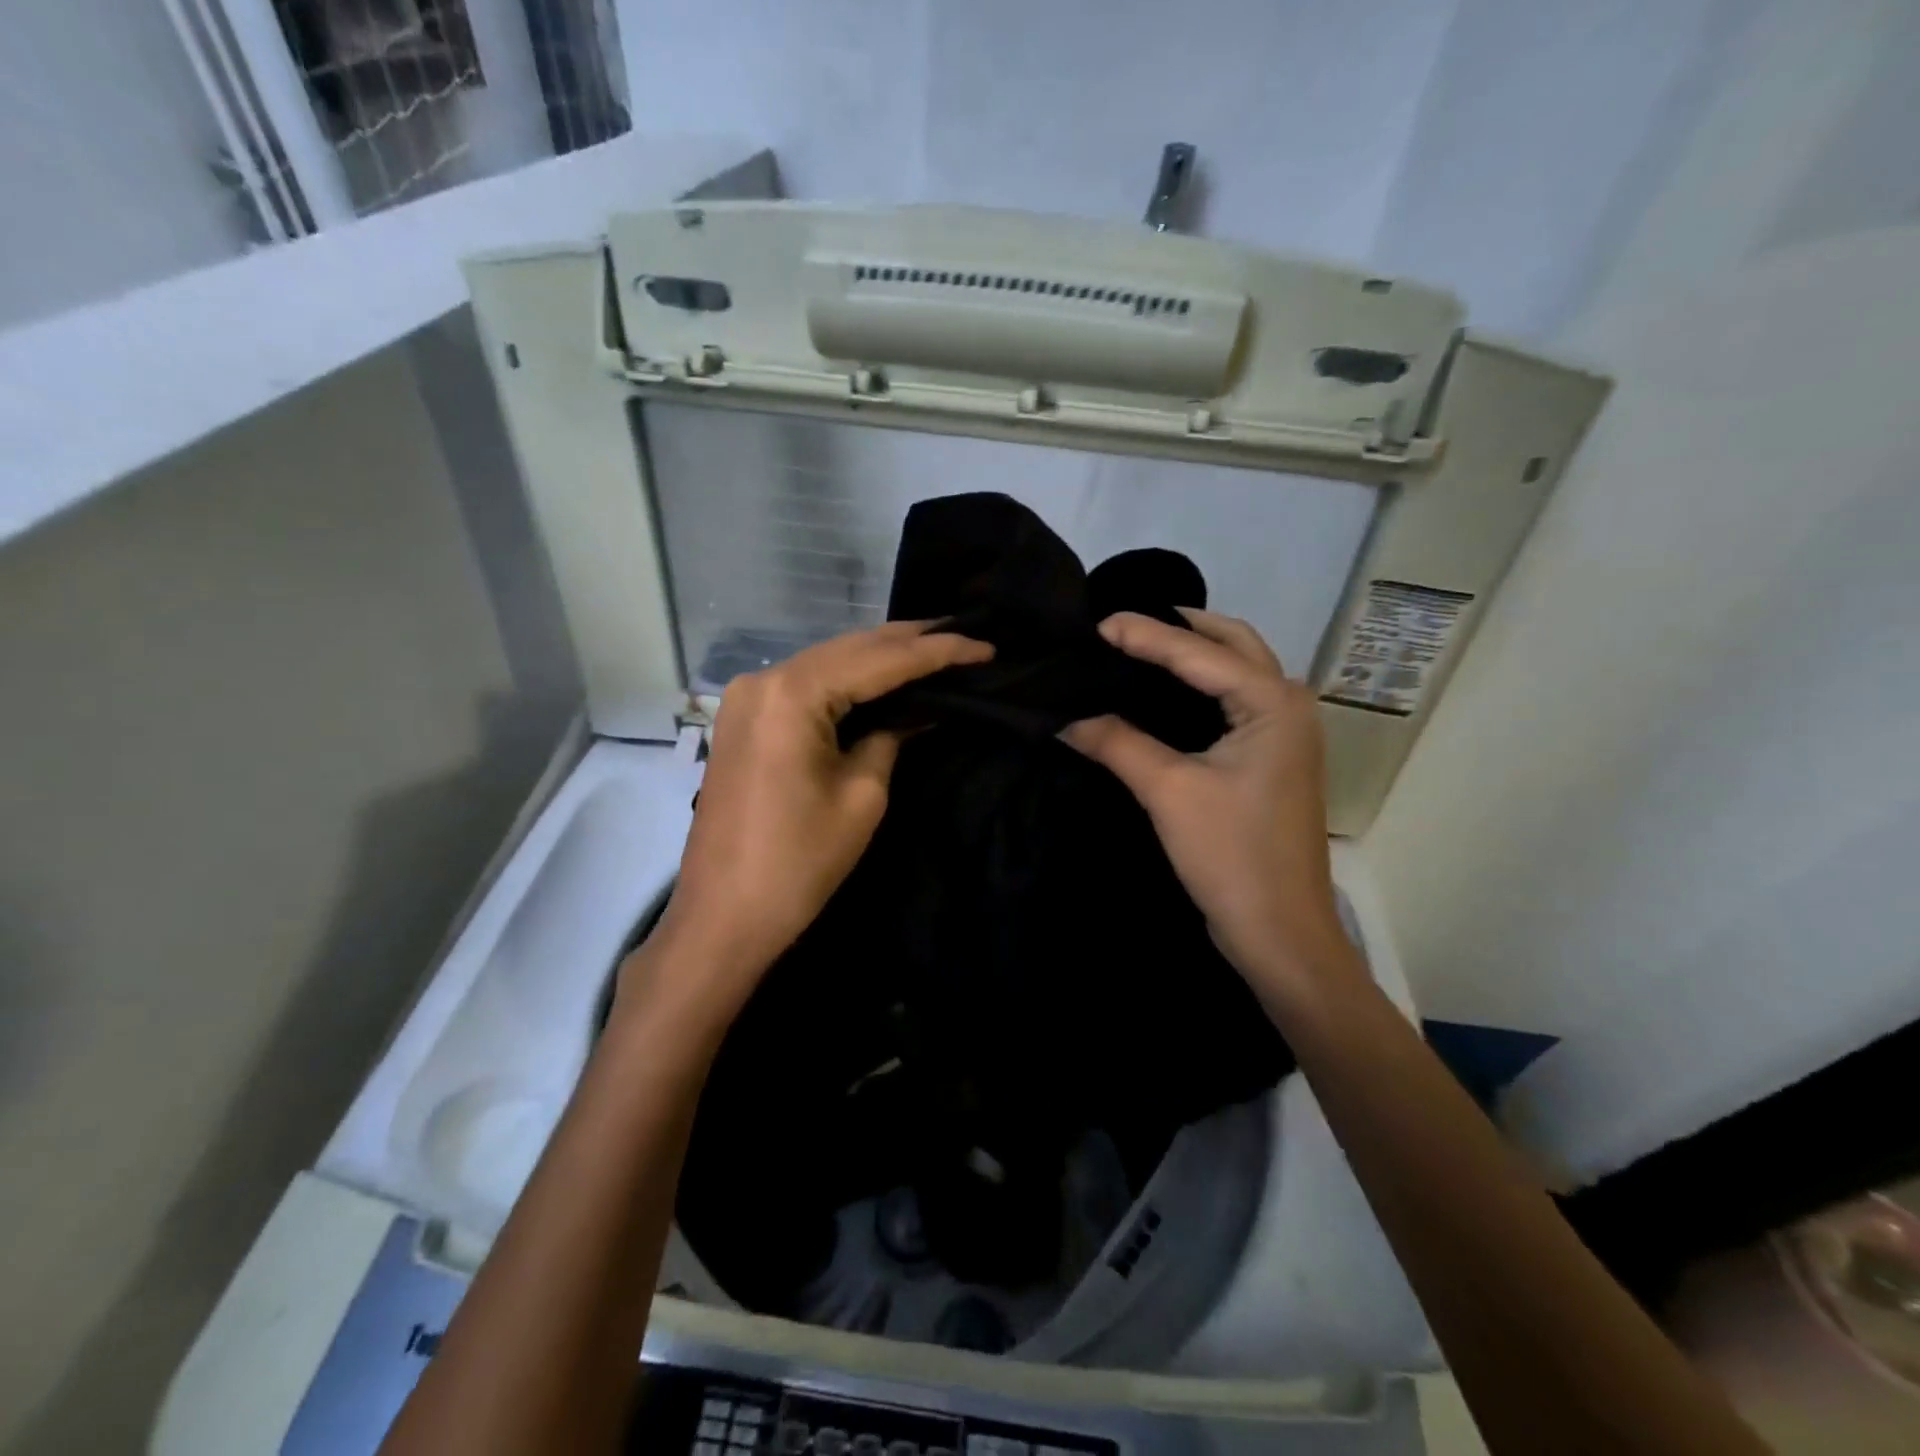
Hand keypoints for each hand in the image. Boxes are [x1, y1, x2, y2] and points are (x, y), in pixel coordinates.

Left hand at [651, 622, 992, 1009]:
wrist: (724, 916)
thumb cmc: (798, 863)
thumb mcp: (861, 796)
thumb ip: (891, 738)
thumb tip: (919, 712)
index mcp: (792, 694)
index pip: (880, 660)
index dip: (937, 651)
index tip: (986, 646)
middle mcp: (764, 679)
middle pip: (850, 648)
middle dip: (909, 641)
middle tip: (964, 635)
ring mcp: (747, 697)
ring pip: (828, 662)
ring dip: (879, 656)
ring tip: (934, 647)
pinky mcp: (744, 719)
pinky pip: (806, 684)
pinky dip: (848, 679)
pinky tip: (882, 676)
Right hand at [1062, 609, 1354, 999]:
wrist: (1280, 931)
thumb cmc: (1231, 855)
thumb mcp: (1168, 791)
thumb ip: (1116, 743)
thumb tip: (1064, 717)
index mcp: (1271, 702)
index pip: (1196, 652)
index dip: (1143, 634)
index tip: (1095, 622)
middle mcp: (1288, 704)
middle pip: (1232, 643)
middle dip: (1180, 626)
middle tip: (1125, 624)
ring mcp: (1286, 732)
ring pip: (1238, 669)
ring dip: (1194, 651)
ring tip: (1140, 645)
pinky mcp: (1273, 757)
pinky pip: (1235, 699)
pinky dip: (1201, 684)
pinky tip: (1163, 691)